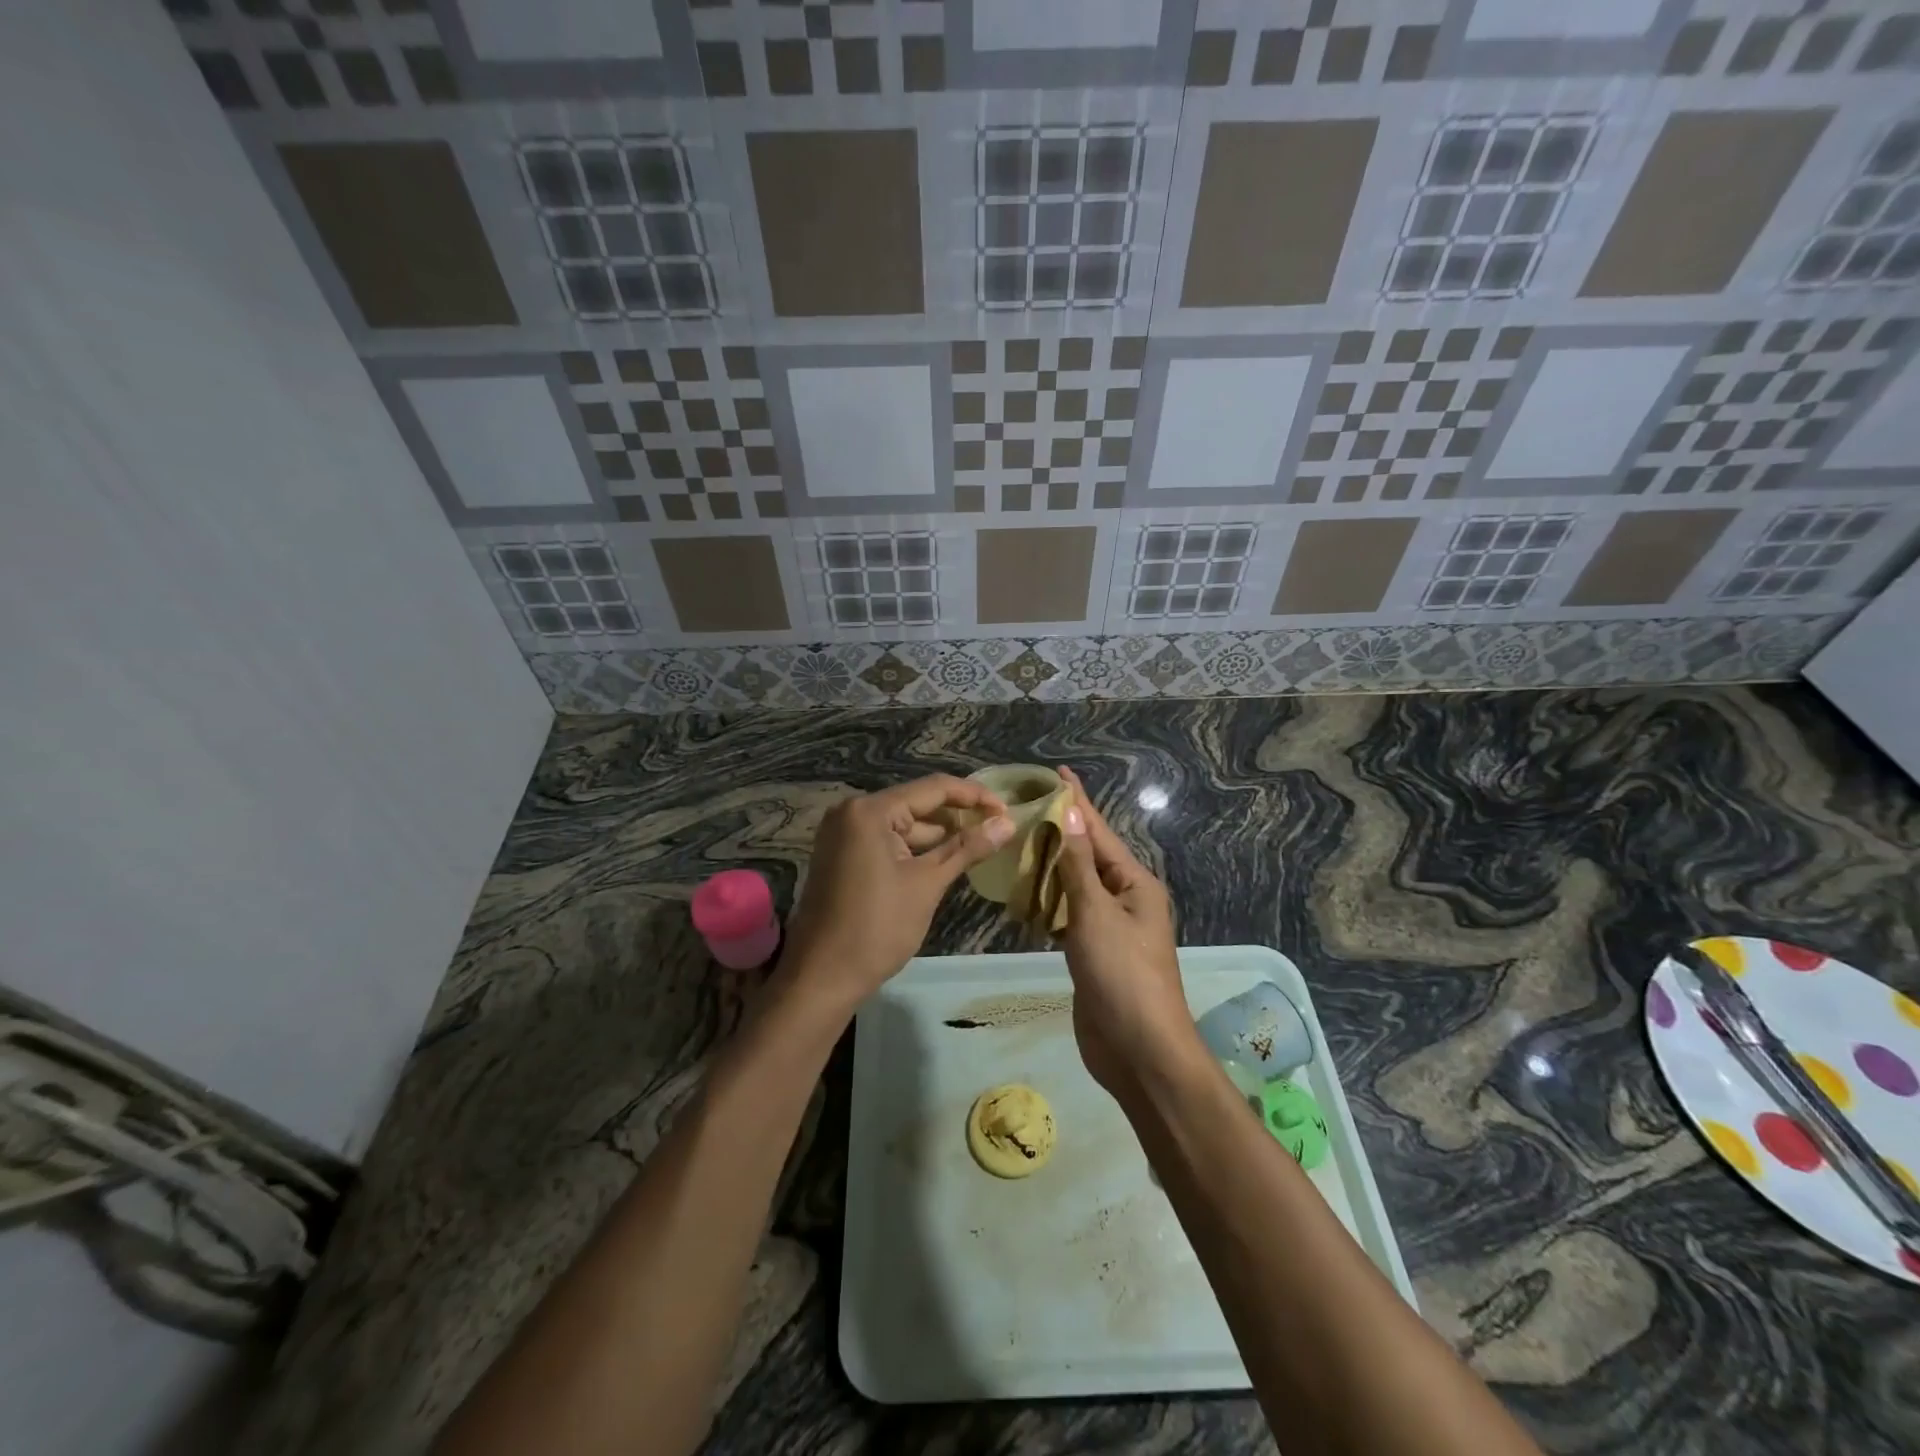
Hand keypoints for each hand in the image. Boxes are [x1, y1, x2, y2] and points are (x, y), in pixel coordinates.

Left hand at [780, 775, 1013, 1011]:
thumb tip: (1008, 823)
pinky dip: (914, 849)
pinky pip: (886, 841)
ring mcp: (843, 834)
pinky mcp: (841, 855)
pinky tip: (944, 861)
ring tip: (979, 846)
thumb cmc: (877, 928)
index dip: (974, 796)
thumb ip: (967, 848)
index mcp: (870, 811)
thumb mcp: (927, 884)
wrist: (822, 977)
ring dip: (937, 836)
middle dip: (957, 816)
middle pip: (916, 804)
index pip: (933, 788)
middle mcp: (852, 812)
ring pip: (902, 825)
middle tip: (998, 829)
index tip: (1008, 810)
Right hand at [1052, 766, 1202, 1094]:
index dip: (1078, 802)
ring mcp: (1109, 929)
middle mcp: (1125, 900)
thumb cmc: (1122, 974)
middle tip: (1024, 807)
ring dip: (1050, 867)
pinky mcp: (1093, 954)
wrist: (1138, 1051)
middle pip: (1087, 857)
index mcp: (1135, 884)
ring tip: (1019, 843)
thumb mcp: (1096, 913)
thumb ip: (1078, 864)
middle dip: (1060, 832)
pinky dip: (1048, 903)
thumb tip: (1073, 812)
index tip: (1058, 772)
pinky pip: (1068, 917)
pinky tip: (1024, 894)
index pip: (1099, 832)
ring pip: (1075, 887)